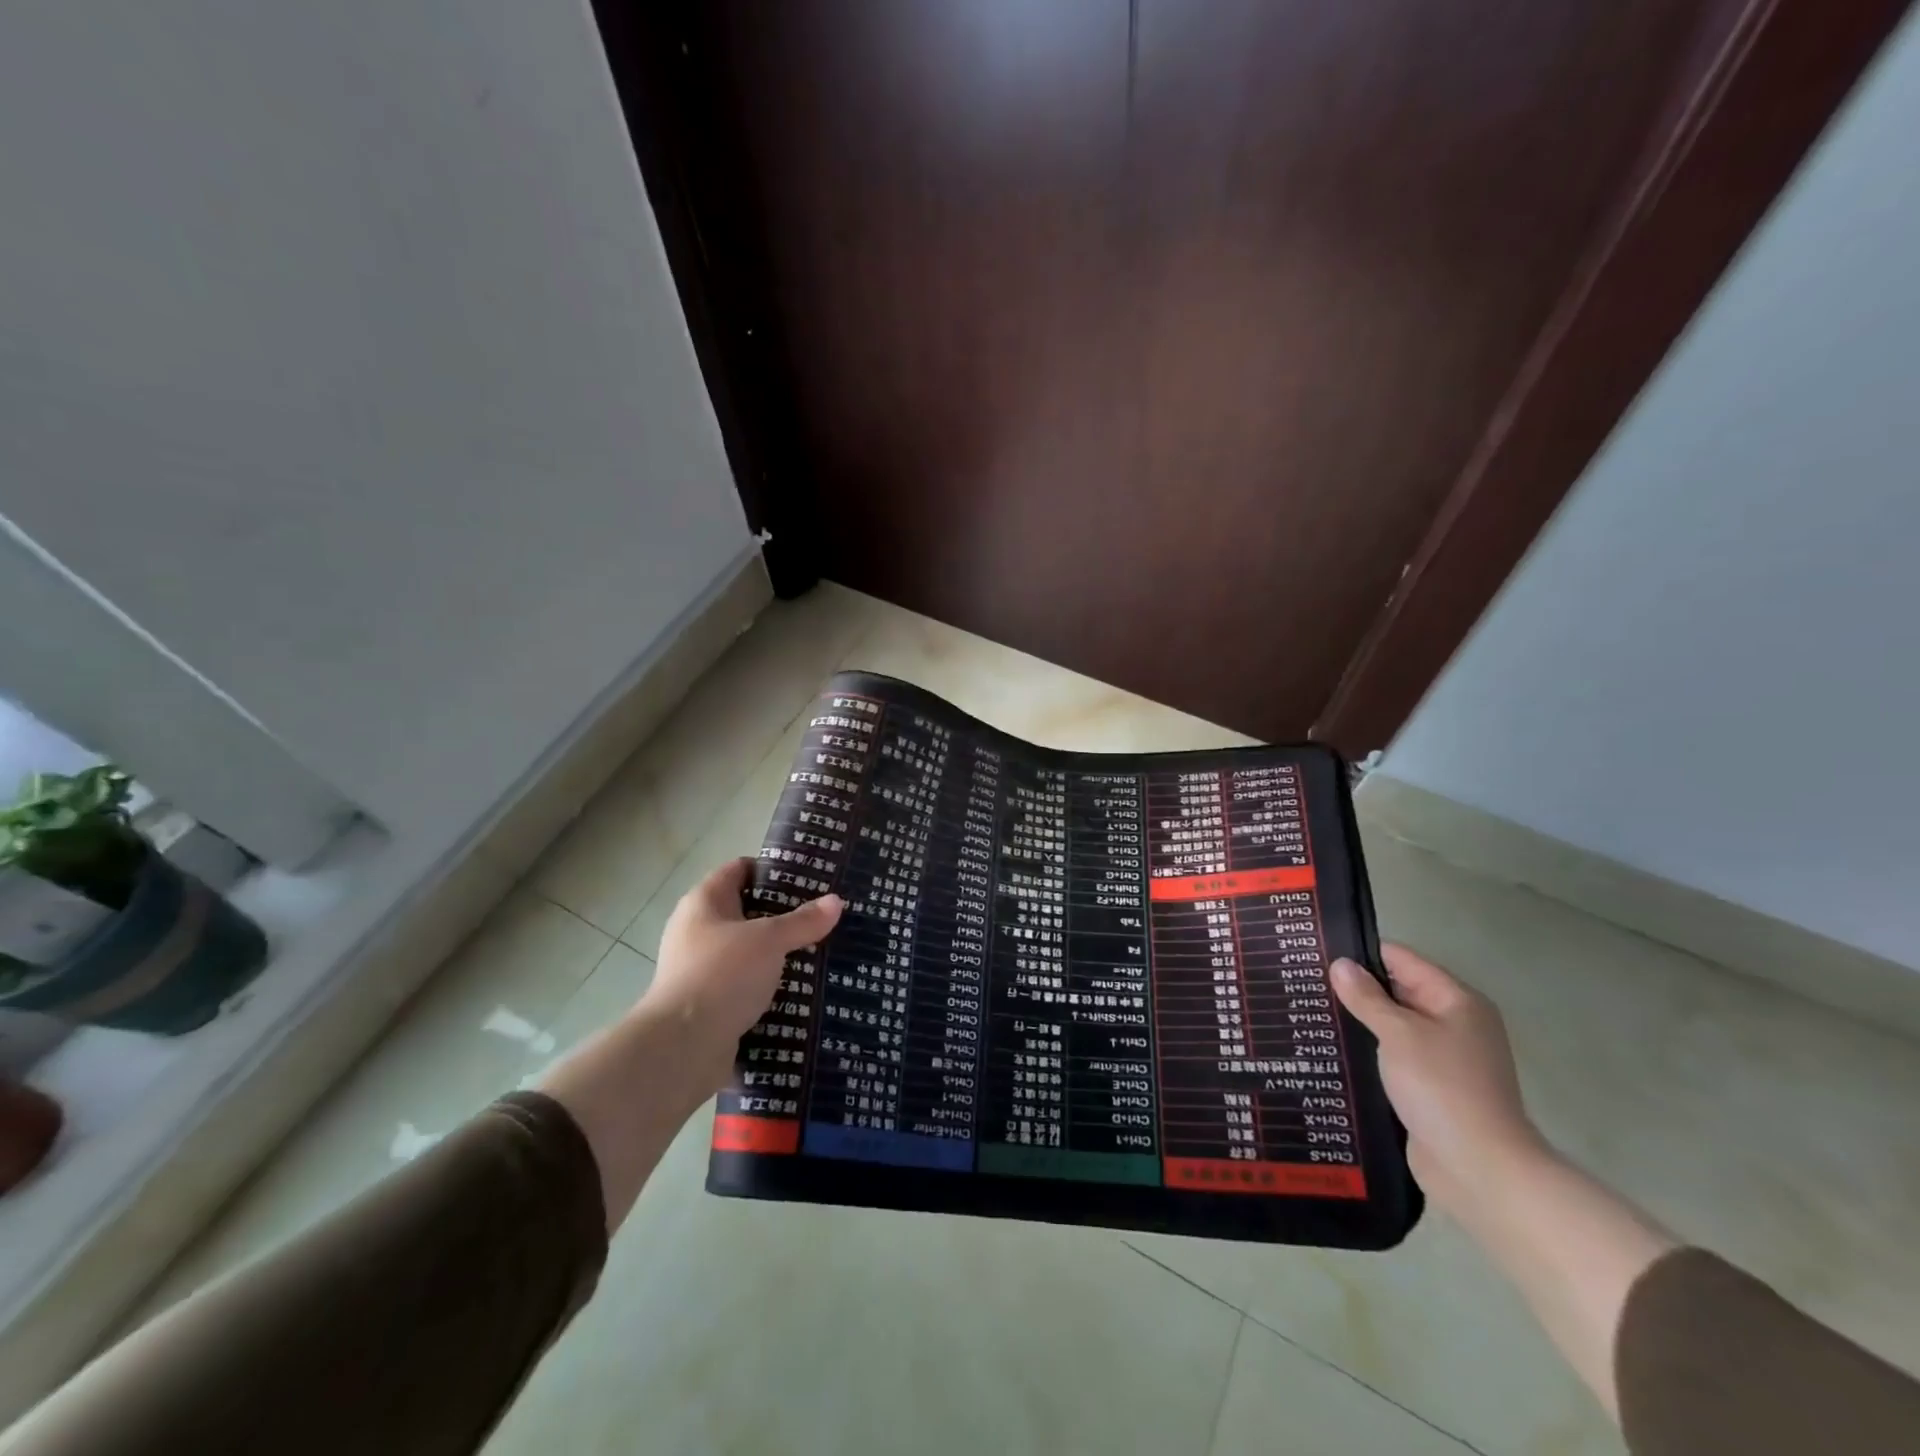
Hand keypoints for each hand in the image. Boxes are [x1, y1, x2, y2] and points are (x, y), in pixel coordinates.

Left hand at [638, 858, 843, 1092]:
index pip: (740, 869)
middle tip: (823, 914)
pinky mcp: (709, 1003)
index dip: (773, 869)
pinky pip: (746, 984)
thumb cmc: (721, 975)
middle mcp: (697, 930)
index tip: (810, 876)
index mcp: (704, 902)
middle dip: (784, 914)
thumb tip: (836, 901)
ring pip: (749, 951)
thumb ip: (803, 921)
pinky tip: (802, 988)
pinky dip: (770, 985)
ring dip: (779, 953)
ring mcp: (701, 968)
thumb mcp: (769, 941)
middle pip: (747, 911)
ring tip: (821, 949)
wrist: (682, 1048)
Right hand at [1330, 943, 1546, 1217]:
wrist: (1480, 1169)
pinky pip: (1392, 1055)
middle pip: (1397, 991)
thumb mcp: (1399, 1034)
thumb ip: (1367, 997)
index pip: (1402, 960)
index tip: (1317, 951)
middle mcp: (1453, 1023)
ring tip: (1309, 1011)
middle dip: (1355, 987)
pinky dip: (1367, 1050)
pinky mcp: (1429, 1087)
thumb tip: (1340, 964)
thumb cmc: (1442, 1088)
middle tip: (1305, 980)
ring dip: (1358, 1021)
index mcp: (1456, 1001)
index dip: (1361, 952)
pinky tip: (1331, 1048)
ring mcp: (1443, 1057)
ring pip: (1391, 1025)